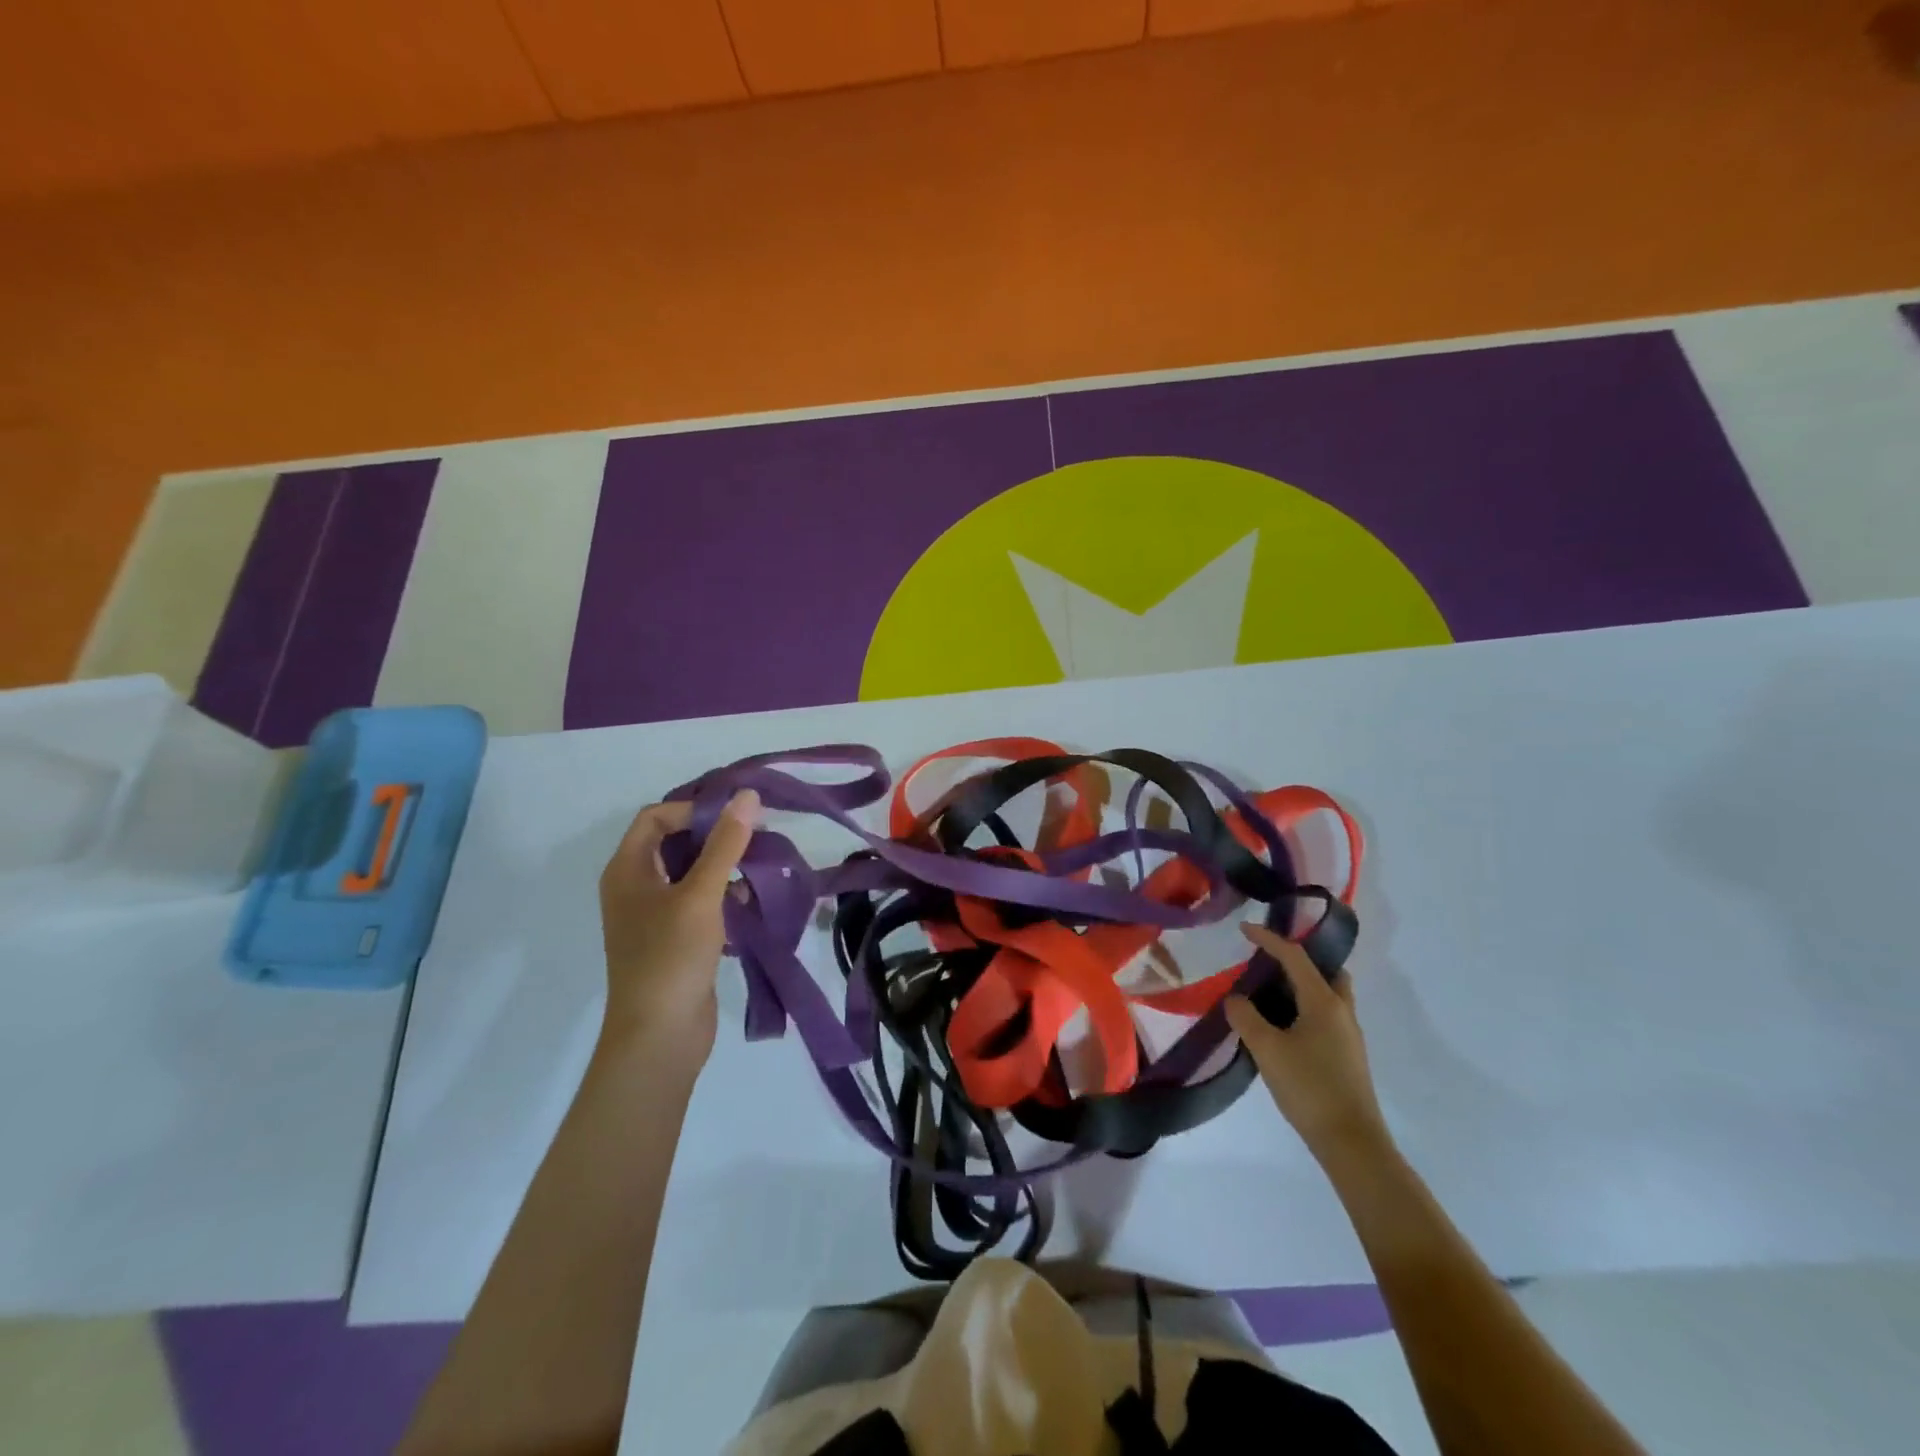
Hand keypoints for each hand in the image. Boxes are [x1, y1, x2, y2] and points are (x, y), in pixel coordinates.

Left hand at [597, 791, 758, 1061]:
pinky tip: (749, 901)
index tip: (735, 818)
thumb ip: (725, 844)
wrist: (659, 1037)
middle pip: (674, 843)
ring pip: (690, 873)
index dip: (694, 810)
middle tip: (756, 836)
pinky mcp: (674, 940)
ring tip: (758, 866)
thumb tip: (747, 796)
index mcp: (627, 870)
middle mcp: (635, 887)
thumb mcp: (700, 895)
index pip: (656, 817)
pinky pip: (698, 902)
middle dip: (714, 836)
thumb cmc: (671, 957)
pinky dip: (722, 895)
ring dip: (722, 866)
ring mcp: (653, 916)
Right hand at [1225, 922, 1392, 1165]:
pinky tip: (1284, 1026)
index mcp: (1324, 1001)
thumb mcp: (1267, 1049)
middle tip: (1269, 961)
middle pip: (1325, 971)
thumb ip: (1246, 1017)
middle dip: (1298, 960)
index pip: (1295, 956)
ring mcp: (1349, 1034)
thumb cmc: (1309, 1087)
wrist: (1351, 1142)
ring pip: (1328, 995)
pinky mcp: (1347, 1055)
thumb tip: (1236, 999)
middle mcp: (1342, 1011)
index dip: (1268, 939)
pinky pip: (1326, 1015)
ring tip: (1270, 992)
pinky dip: (1306, 1007)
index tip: (1244, 928)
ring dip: (1303, 985)